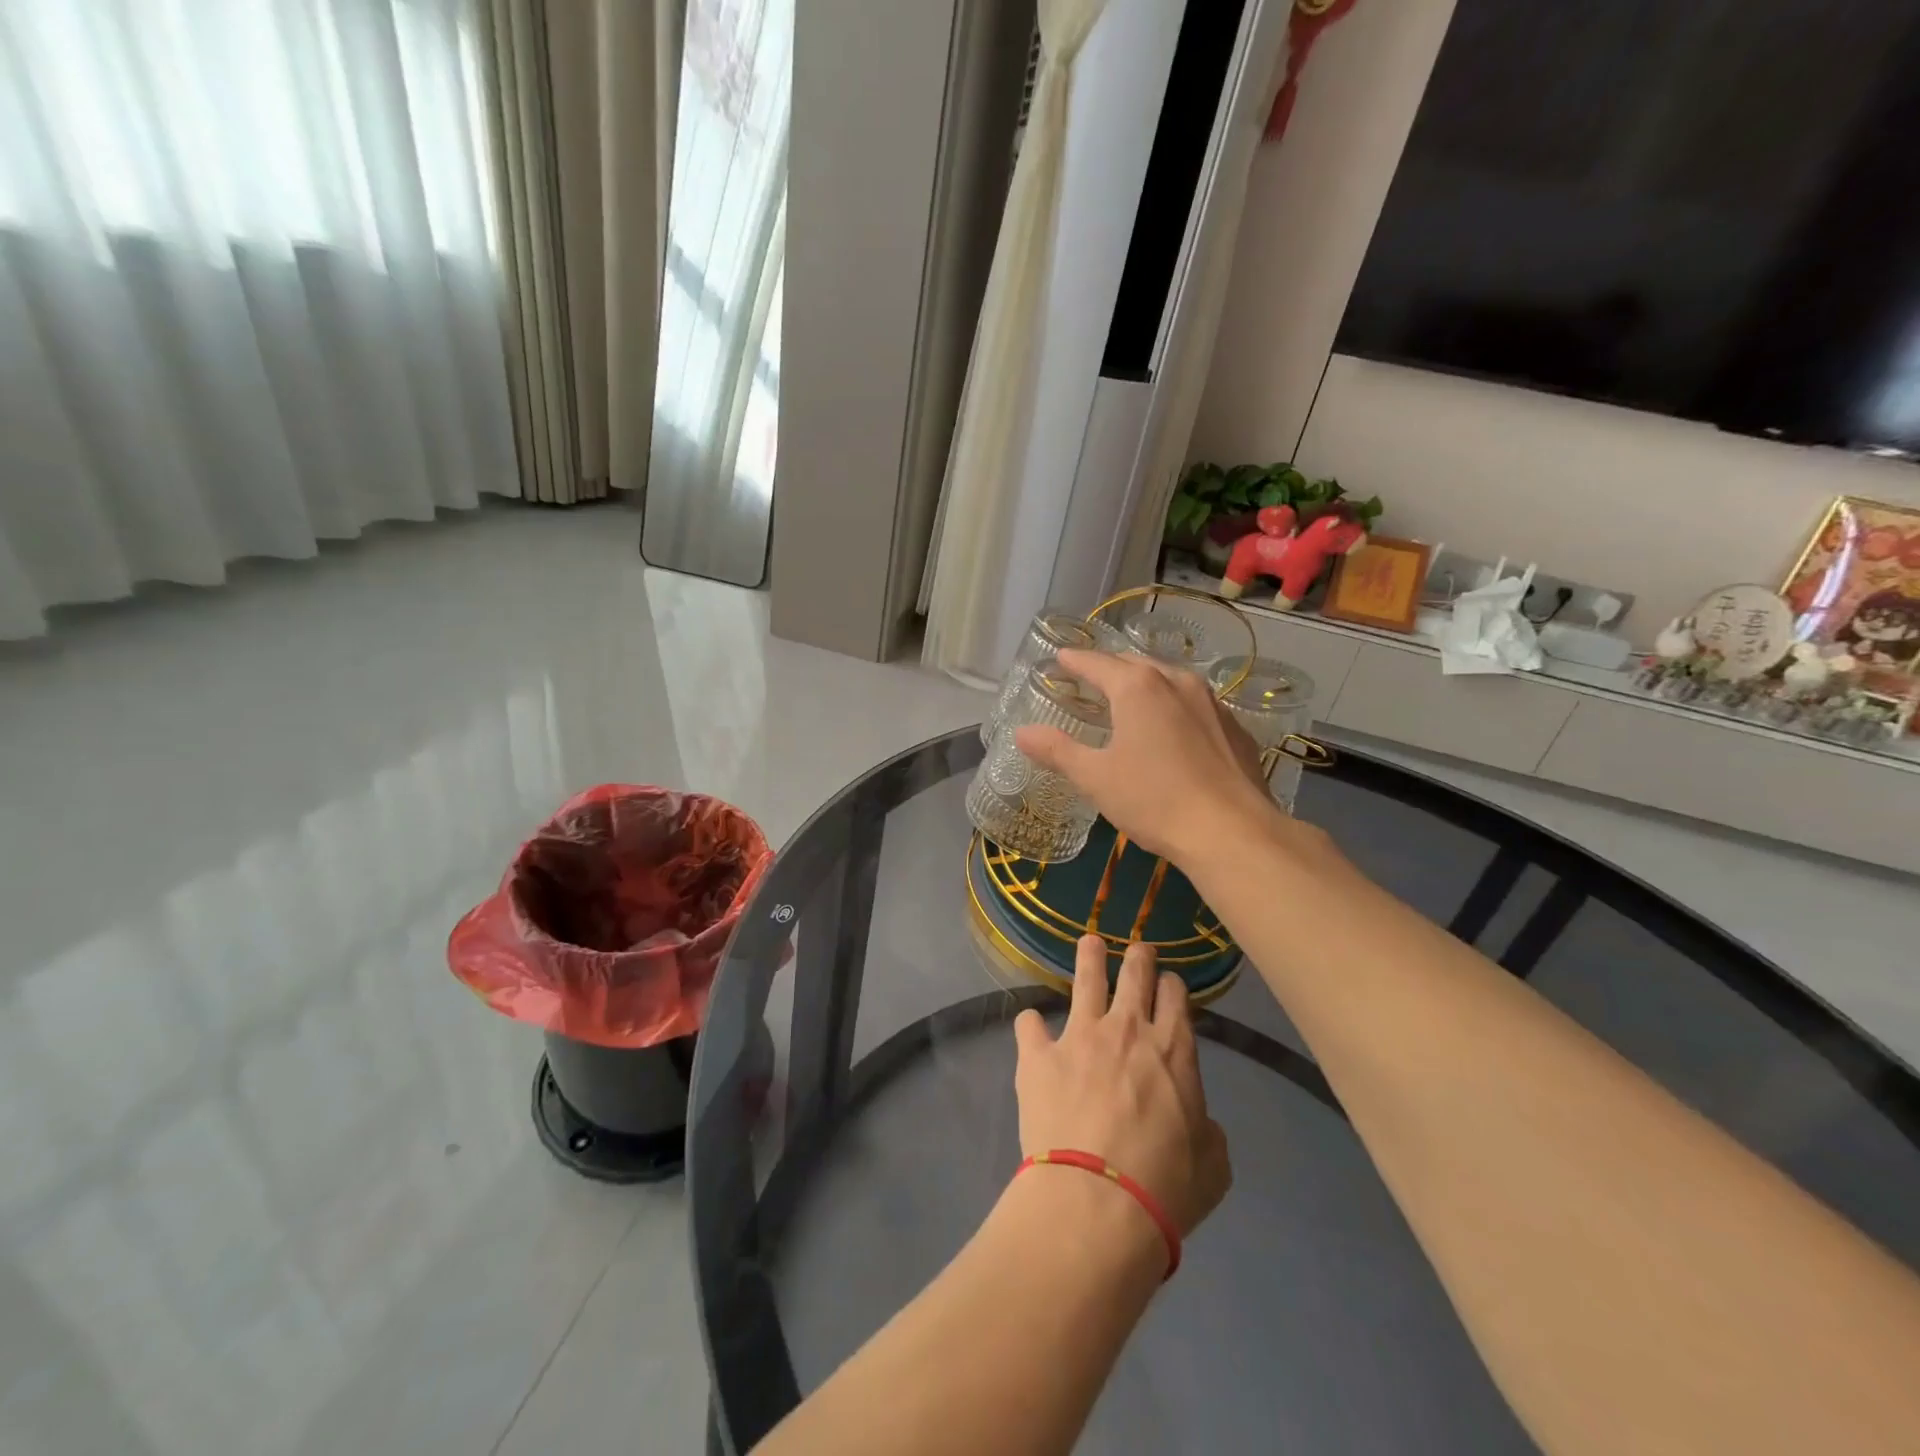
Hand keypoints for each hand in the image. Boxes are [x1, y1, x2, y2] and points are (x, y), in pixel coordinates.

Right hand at [1013, 648, 1276, 862]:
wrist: (1231, 832)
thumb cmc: (1154, 800)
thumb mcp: (1095, 778)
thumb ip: (1057, 751)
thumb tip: (1021, 733)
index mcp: (1137, 688)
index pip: (1097, 663)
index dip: (1075, 661)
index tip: (1060, 659)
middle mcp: (1176, 682)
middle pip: (1135, 664)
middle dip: (1110, 668)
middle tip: (1090, 680)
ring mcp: (1211, 703)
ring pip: (1169, 680)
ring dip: (1145, 684)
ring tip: (1130, 700)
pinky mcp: (1234, 728)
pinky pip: (1195, 705)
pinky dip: (1174, 707)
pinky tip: (1172, 731)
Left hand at [1013, 936, 1230, 1238]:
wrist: (1096, 1203)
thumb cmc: (1165, 1188)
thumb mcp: (1212, 1166)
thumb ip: (1207, 1131)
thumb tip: (1198, 1121)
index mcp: (1173, 1049)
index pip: (1174, 995)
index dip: (1171, 985)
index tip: (1168, 985)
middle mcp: (1127, 1029)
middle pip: (1135, 973)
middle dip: (1138, 956)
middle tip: (1138, 949)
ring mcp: (1079, 1036)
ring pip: (1085, 978)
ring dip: (1089, 957)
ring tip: (1089, 943)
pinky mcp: (1038, 1055)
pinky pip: (1029, 1024)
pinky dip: (1032, 1026)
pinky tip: (1032, 1032)